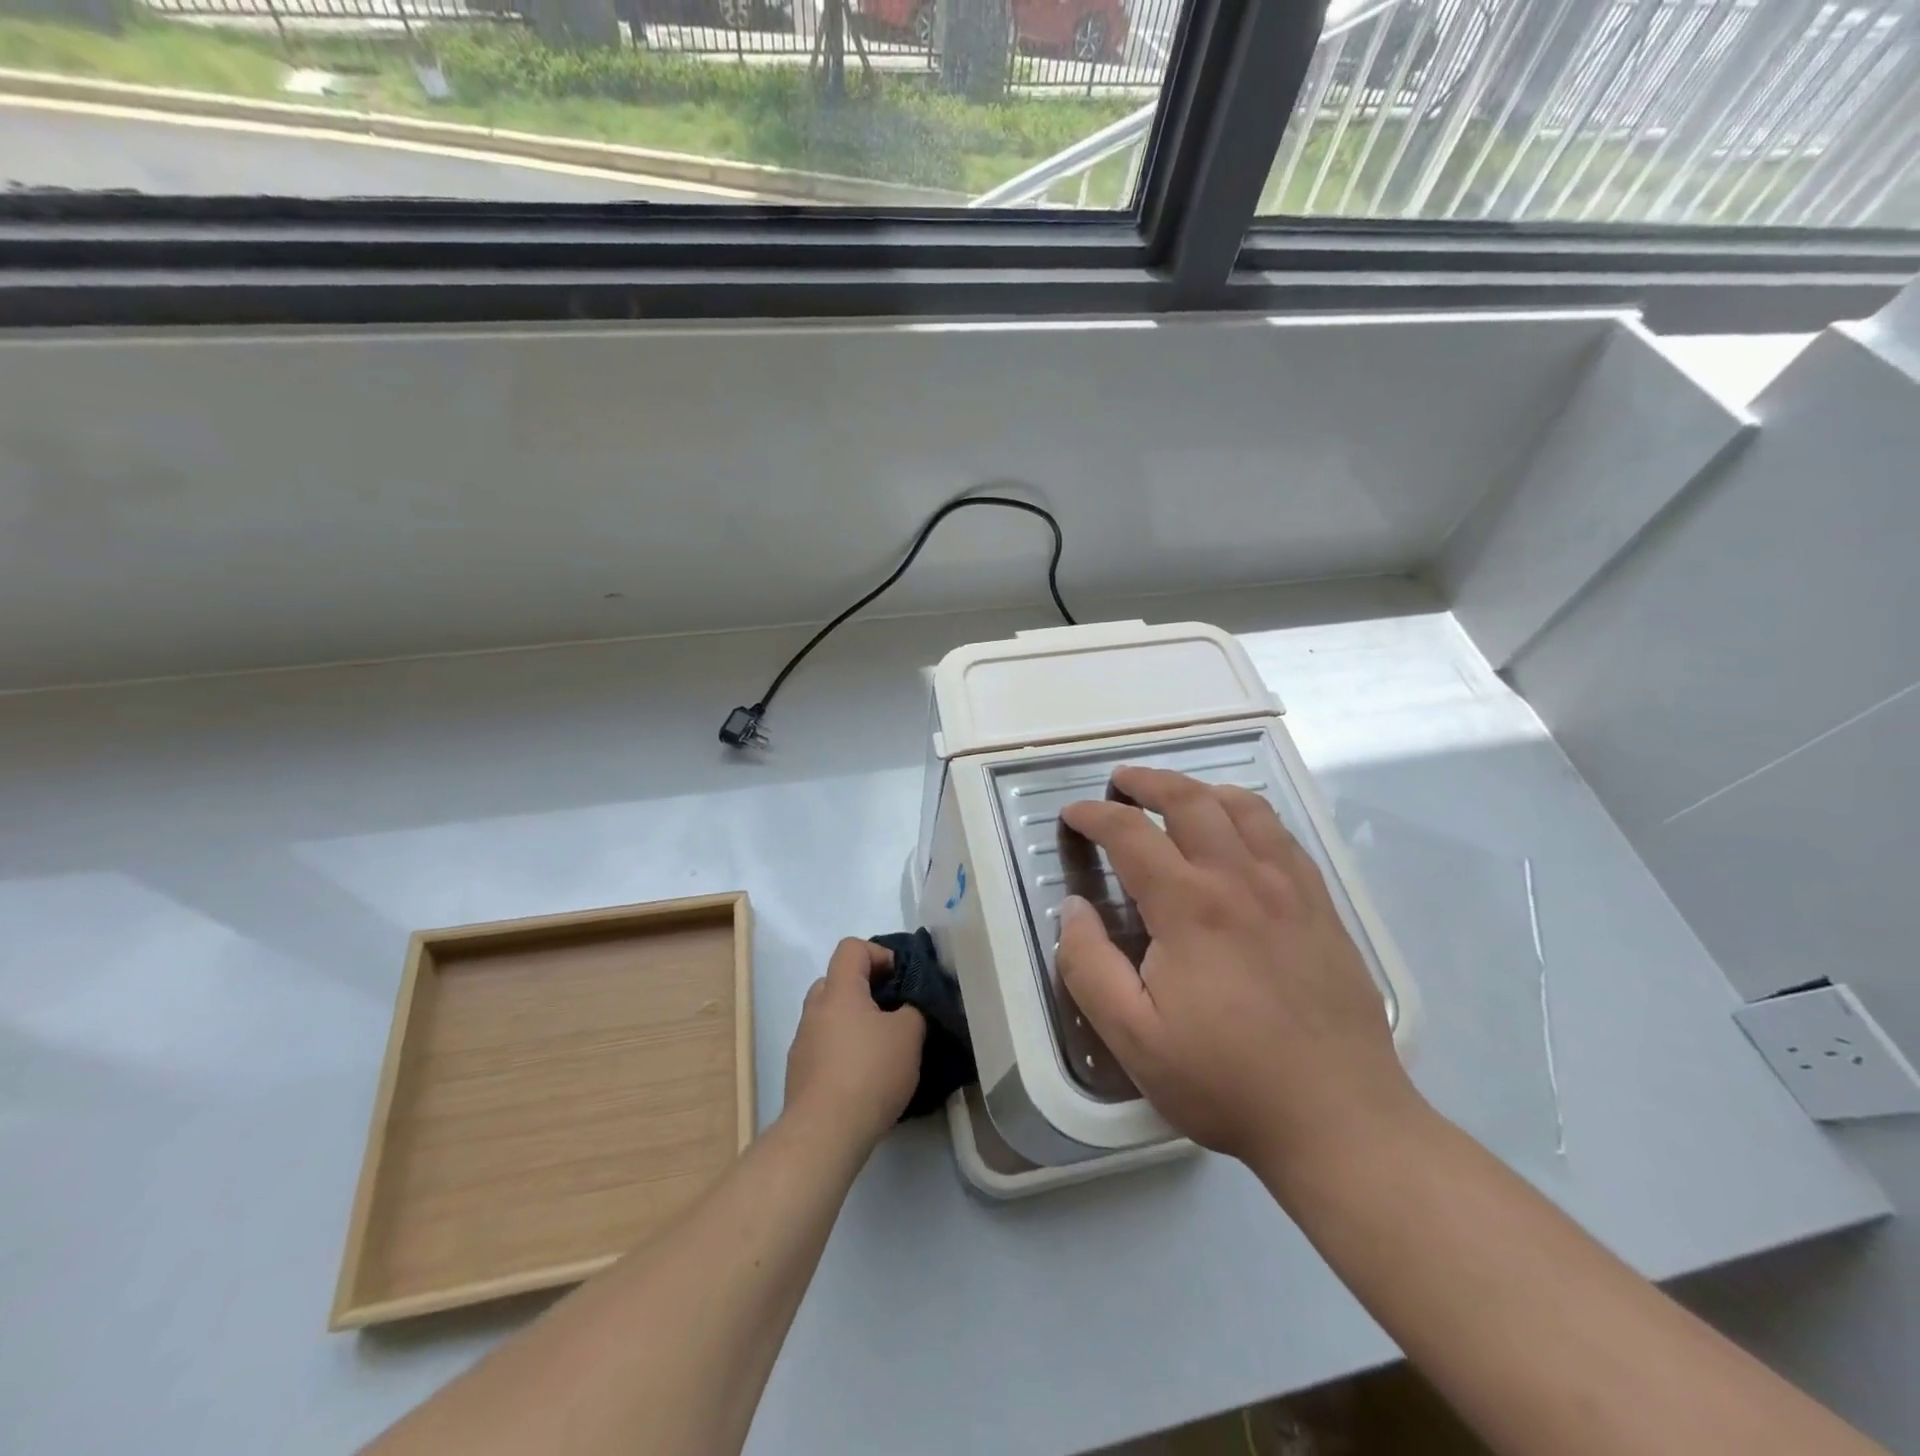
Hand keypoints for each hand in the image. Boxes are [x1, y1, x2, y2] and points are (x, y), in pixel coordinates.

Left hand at [783, 938, 925, 1151]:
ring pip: (831, 1016)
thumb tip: (908, 1007)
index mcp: (839, 990)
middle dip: (867, 989)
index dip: (880, 954)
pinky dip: (844, 1050)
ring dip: (855, 1022)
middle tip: (893, 1011)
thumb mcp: (909, 1034)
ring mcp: (802, 1042)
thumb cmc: (869, 1072)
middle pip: (838, 980)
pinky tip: (865, 1077)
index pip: (852, 948)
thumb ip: (913, 1009)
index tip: (902, 979)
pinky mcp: (799, 1074)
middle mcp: (815, 1009)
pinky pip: (825, 1047)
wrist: (824, 1134)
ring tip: (882, 1048)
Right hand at [1056, 767, 1417, 1170]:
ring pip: (1244, 807)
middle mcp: (1240, 879)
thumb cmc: (1225, 1080)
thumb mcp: (1133, 1037)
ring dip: (1201, 789)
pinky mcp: (1322, 906)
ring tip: (1177, 795)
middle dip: (1148, 781)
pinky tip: (1240, 832)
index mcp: (1189, 907)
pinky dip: (1250, 814)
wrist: (1339, 1119)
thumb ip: (1089, 965)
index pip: (1131, 833)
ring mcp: (1289, 888)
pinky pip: (1283, 836)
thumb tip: (1073, 908)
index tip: (1074, 814)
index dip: (1095, 815)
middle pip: (1190, 800)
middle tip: (1121, 782)